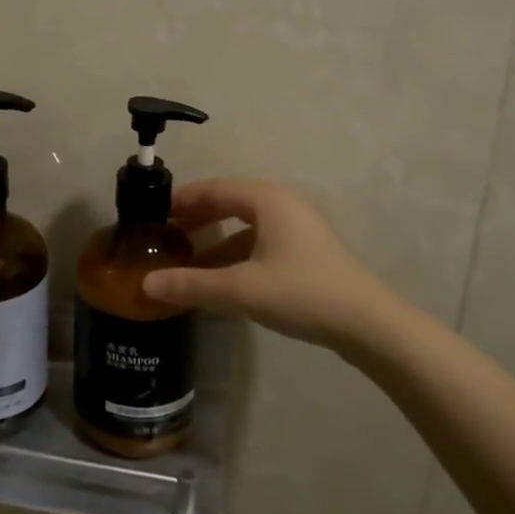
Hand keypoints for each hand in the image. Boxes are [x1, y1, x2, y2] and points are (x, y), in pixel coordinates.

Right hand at [141, 178, 396, 351]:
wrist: (368, 324)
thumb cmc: (302, 292)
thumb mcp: (240, 289)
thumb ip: (191, 284)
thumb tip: (146, 285)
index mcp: (267, 200)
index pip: (214, 188)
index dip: (183, 199)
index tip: (154, 213)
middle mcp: (282, 205)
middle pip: (230, 203)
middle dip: (197, 218)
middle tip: (166, 235)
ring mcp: (298, 229)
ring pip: (246, 226)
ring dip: (216, 240)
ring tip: (187, 261)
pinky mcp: (306, 253)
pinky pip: (260, 243)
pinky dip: (236, 255)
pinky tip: (221, 281)